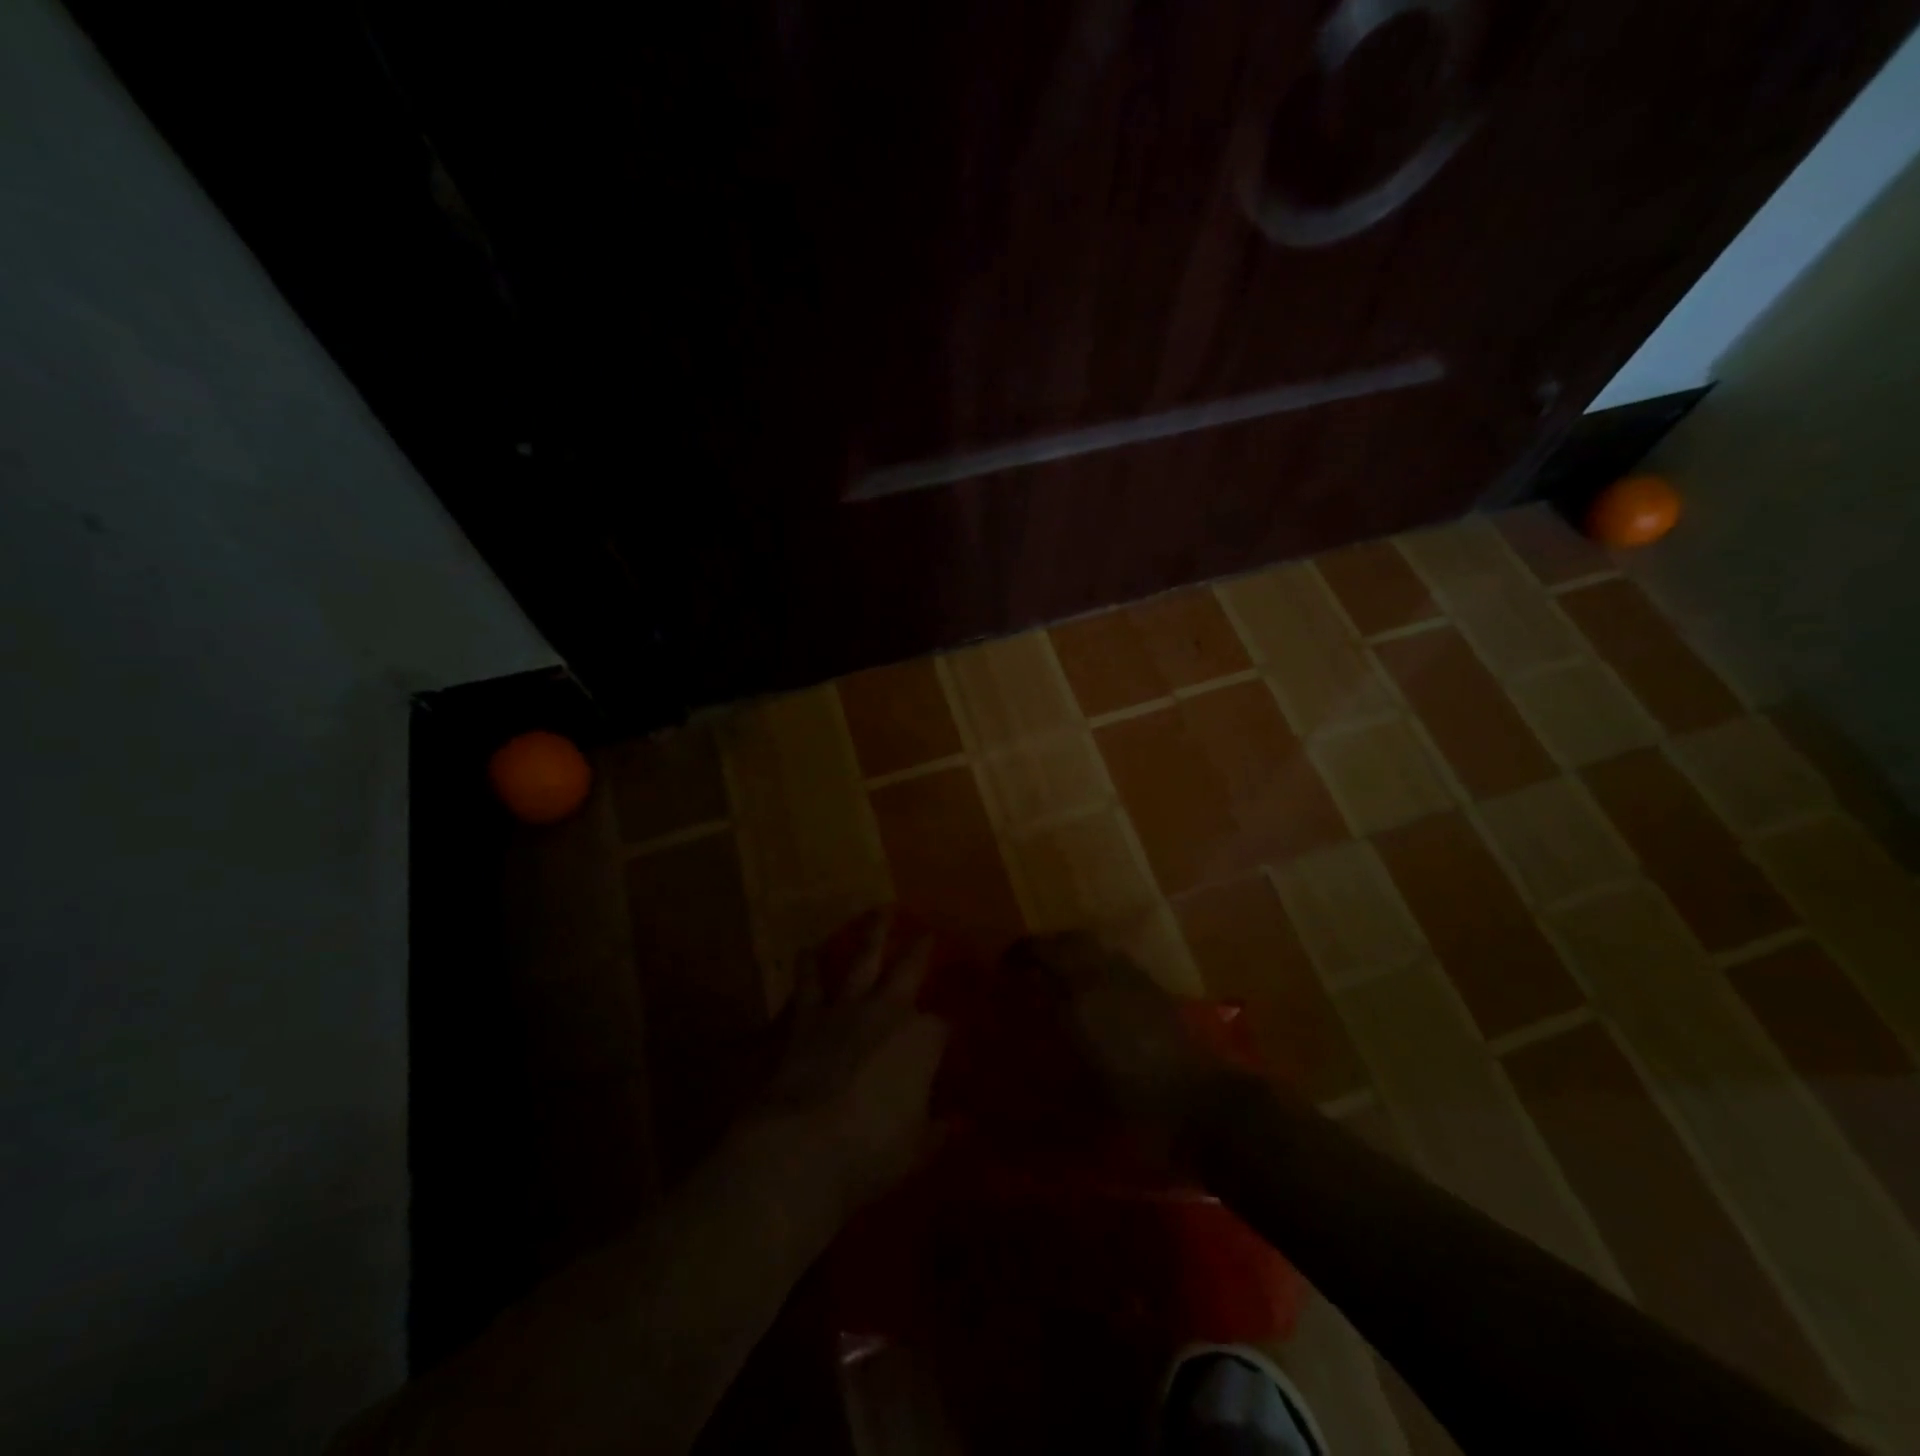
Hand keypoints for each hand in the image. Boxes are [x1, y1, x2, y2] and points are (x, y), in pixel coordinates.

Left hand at [758, 914, 948, 1211]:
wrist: (803, 1146)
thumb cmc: (872, 1150)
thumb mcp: (915, 1149)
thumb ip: (935, 1131)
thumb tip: (953, 1126)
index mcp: (922, 1038)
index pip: (943, 1026)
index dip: (949, 1031)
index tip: (952, 1035)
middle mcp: (887, 1011)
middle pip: (909, 968)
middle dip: (920, 949)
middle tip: (927, 931)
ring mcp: (845, 1009)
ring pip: (861, 960)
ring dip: (870, 935)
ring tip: (876, 911)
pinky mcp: (806, 1019)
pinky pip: (808, 984)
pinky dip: (807, 966)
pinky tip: (805, 951)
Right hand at [1009, 932, 1236, 1134]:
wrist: (1206, 1108)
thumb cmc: (1138, 1107)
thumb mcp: (1082, 1096)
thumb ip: (1047, 1062)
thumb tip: (1015, 1054)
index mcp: (1082, 995)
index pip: (1044, 954)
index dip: (1020, 954)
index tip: (1003, 965)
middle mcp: (1106, 976)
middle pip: (1071, 940)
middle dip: (1046, 946)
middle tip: (1029, 965)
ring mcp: (1135, 980)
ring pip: (1096, 947)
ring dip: (1073, 951)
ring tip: (1059, 975)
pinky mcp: (1157, 991)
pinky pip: (1117, 962)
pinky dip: (1097, 965)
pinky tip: (1096, 993)